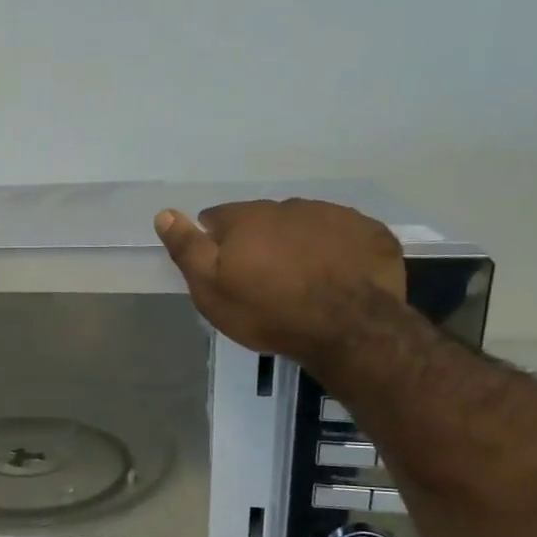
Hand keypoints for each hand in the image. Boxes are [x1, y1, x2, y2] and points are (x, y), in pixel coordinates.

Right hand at [154, 199, 406, 362]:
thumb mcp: (211, 289)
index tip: (223, 269)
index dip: (216, 242)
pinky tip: (337, 278)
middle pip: (263, 219)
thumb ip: (188, 249)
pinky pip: (345, 237)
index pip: (218, 217)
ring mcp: (336, 216)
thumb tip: (164, 213)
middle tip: (262, 279)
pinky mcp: (371, 233)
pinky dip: (337, 251)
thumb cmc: (268, 312)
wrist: (349, 329)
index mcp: (248, 218)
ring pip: (305, 225)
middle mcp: (290, 206)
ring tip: (302, 281)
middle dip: (259, 241)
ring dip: (298, 244)